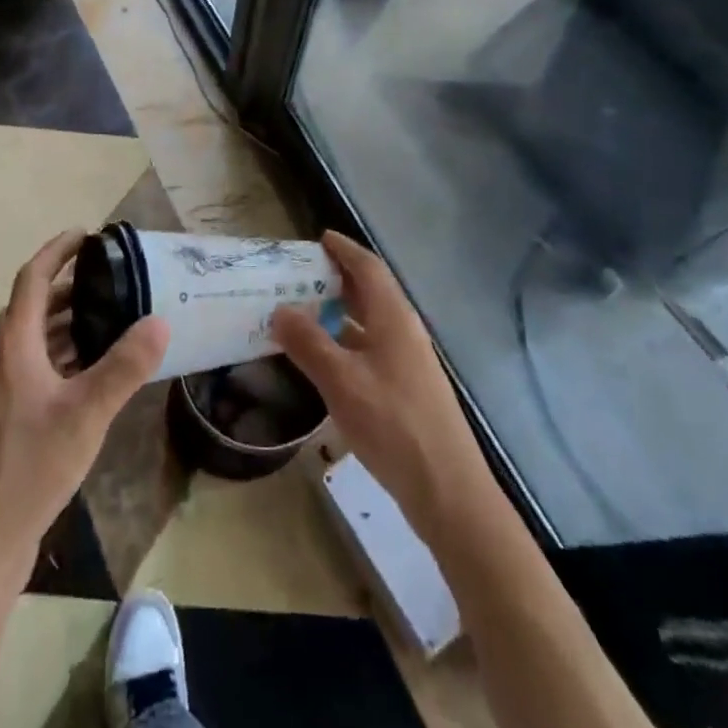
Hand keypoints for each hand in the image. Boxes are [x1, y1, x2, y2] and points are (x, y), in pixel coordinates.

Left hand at [0, 229, 168, 589]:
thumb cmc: (28, 466)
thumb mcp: (84, 413)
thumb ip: (123, 367)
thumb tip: (160, 319)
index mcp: (16, 346)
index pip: (32, 279)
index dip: (56, 251)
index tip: (88, 234)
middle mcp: (10, 361)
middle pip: (36, 306)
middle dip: (70, 284)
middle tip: (114, 275)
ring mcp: (13, 392)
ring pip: (42, 338)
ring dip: (72, 319)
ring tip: (115, 312)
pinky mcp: (21, 419)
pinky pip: (48, 367)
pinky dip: (73, 354)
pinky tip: (102, 367)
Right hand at [272, 231, 489, 539]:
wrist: (447, 490)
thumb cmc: (393, 424)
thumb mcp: (341, 381)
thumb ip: (308, 343)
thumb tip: (279, 309)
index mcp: (394, 317)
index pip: (369, 267)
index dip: (344, 250)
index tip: (320, 237)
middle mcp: (404, 331)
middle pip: (371, 292)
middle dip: (338, 278)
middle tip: (300, 274)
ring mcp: (409, 362)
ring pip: (370, 323)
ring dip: (340, 313)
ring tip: (304, 312)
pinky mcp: (407, 389)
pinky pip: (371, 349)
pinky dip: (346, 342)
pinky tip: (325, 360)